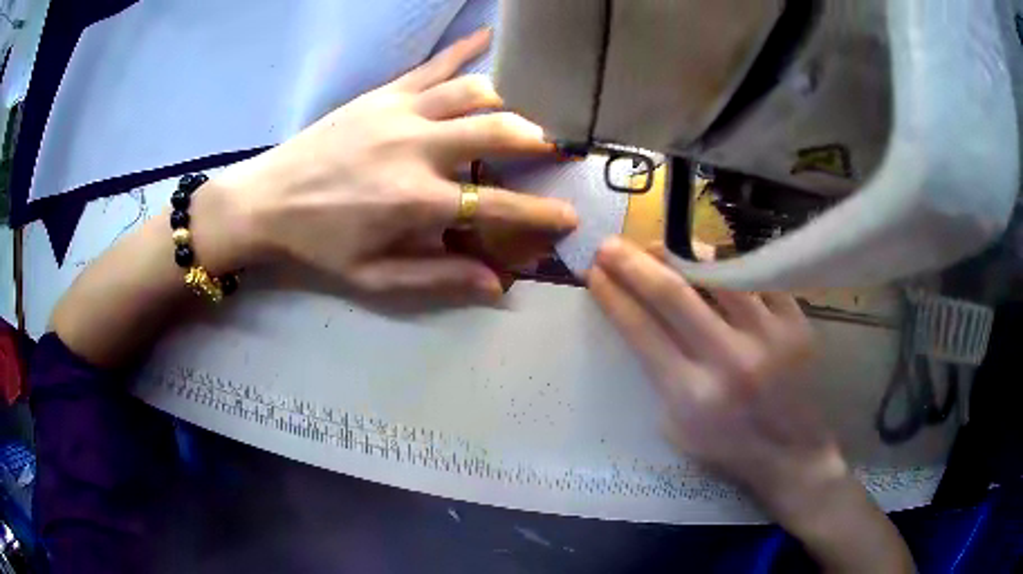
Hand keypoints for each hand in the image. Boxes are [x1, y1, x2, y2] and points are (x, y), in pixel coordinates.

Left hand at [210, 29, 577, 303]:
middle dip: (538, 142)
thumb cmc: (317, 244)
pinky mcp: (382, 94)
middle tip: (556, 150)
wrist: (264, 201)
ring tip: (520, 115)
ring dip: (507, 102)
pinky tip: (490, 34)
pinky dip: (465, 49)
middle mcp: (416, 148)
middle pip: (498, 132)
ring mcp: (399, 112)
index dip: (541, 214)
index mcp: (415, 201)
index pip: (498, 207)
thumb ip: (436, 276)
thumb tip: (496, 285)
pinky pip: (432, 65)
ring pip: (473, 92)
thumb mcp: (373, 277)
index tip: (569, 217)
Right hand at [588, 238, 844, 517]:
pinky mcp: (796, 324)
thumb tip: (641, 318)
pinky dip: (728, 267)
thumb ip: (660, 375)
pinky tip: (711, 263)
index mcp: (692, 396)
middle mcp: (729, 362)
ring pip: (718, 274)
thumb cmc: (729, 448)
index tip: (593, 273)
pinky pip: (757, 278)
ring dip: (679, 254)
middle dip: (633, 263)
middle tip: (609, 244)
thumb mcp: (678, 428)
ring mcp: (768, 338)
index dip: (612, 296)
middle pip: (673, 295)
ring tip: (658, 247)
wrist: (792, 455)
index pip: (641, 331)